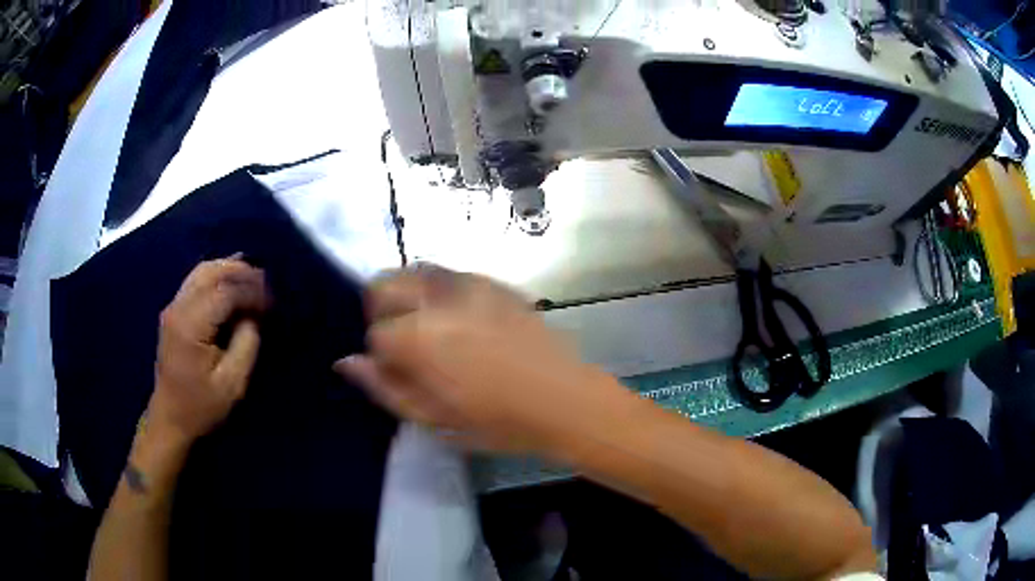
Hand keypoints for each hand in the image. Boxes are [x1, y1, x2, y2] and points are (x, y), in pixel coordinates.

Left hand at [148, 256, 268, 444]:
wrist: (170, 417)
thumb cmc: (202, 406)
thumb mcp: (232, 383)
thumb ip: (247, 343)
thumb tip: (256, 314)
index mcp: (190, 326)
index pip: (225, 292)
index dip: (251, 291)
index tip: (272, 303)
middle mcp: (178, 308)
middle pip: (211, 272)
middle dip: (241, 272)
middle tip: (266, 282)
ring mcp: (173, 307)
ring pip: (202, 270)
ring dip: (229, 269)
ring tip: (252, 279)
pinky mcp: (173, 311)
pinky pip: (196, 280)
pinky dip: (217, 276)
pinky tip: (232, 283)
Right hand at [334, 266, 631, 453]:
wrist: (564, 399)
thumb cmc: (497, 421)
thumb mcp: (433, 418)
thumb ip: (384, 387)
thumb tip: (347, 361)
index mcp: (419, 337)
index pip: (374, 332)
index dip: (381, 355)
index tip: (399, 371)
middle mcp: (437, 299)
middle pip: (384, 284)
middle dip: (383, 311)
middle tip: (405, 344)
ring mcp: (469, 284)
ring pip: (415, 272)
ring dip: (409, 296)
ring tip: (431, 330)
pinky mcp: (494, 282)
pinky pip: (450, 275)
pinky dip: (440, 292)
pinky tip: (461, 322)